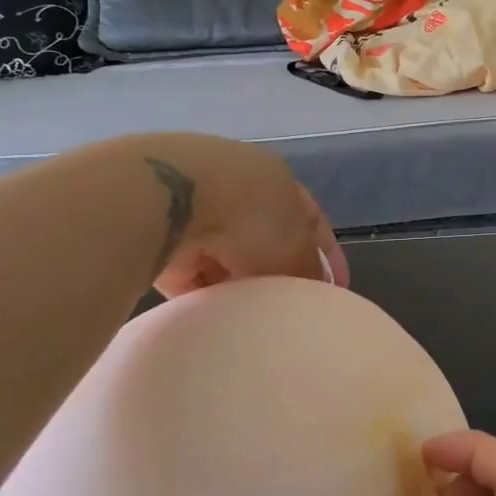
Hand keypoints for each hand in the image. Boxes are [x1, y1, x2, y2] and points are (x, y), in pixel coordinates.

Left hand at [132, 134, 347, 297]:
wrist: (167, 200)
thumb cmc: (250, 214)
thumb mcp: (296, 245)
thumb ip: (309, 268)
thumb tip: (317, 288)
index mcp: (275, 179)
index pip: (311, 218)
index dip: (326, 253)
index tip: (336, 288)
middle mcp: (236, 188)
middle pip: (264, 238)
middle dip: (276, 271)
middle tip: (288, 306)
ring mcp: (193, 208)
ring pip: (225, 256)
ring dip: (237, 282)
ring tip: (251, 316)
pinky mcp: (159, 235)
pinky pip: (189, 272)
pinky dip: (201, 291)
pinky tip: (214, 315)